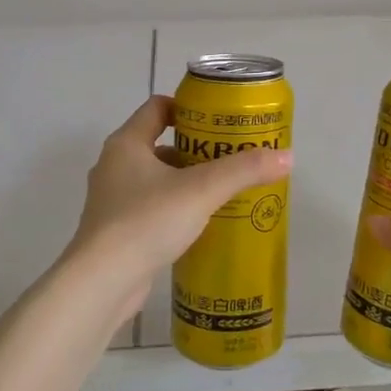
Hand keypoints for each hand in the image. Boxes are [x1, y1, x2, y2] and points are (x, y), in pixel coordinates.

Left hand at [66, 95, 291, 314]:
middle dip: (196, 149)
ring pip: (157, 179)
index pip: (157, 107)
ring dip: (186, 181)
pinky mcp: (116, 231)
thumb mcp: (202, 190)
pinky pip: (152, 208)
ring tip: (223, 191)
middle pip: (160, 143)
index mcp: (126, 143)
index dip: (189, 107)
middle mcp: (114, 165)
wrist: (102, 283)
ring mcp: (112, 200)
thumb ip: (244, 170)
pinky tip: (201, 223)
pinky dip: (175, 208)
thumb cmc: (147, 221)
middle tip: (231, 157)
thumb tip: (288, 156)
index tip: (220, 120)